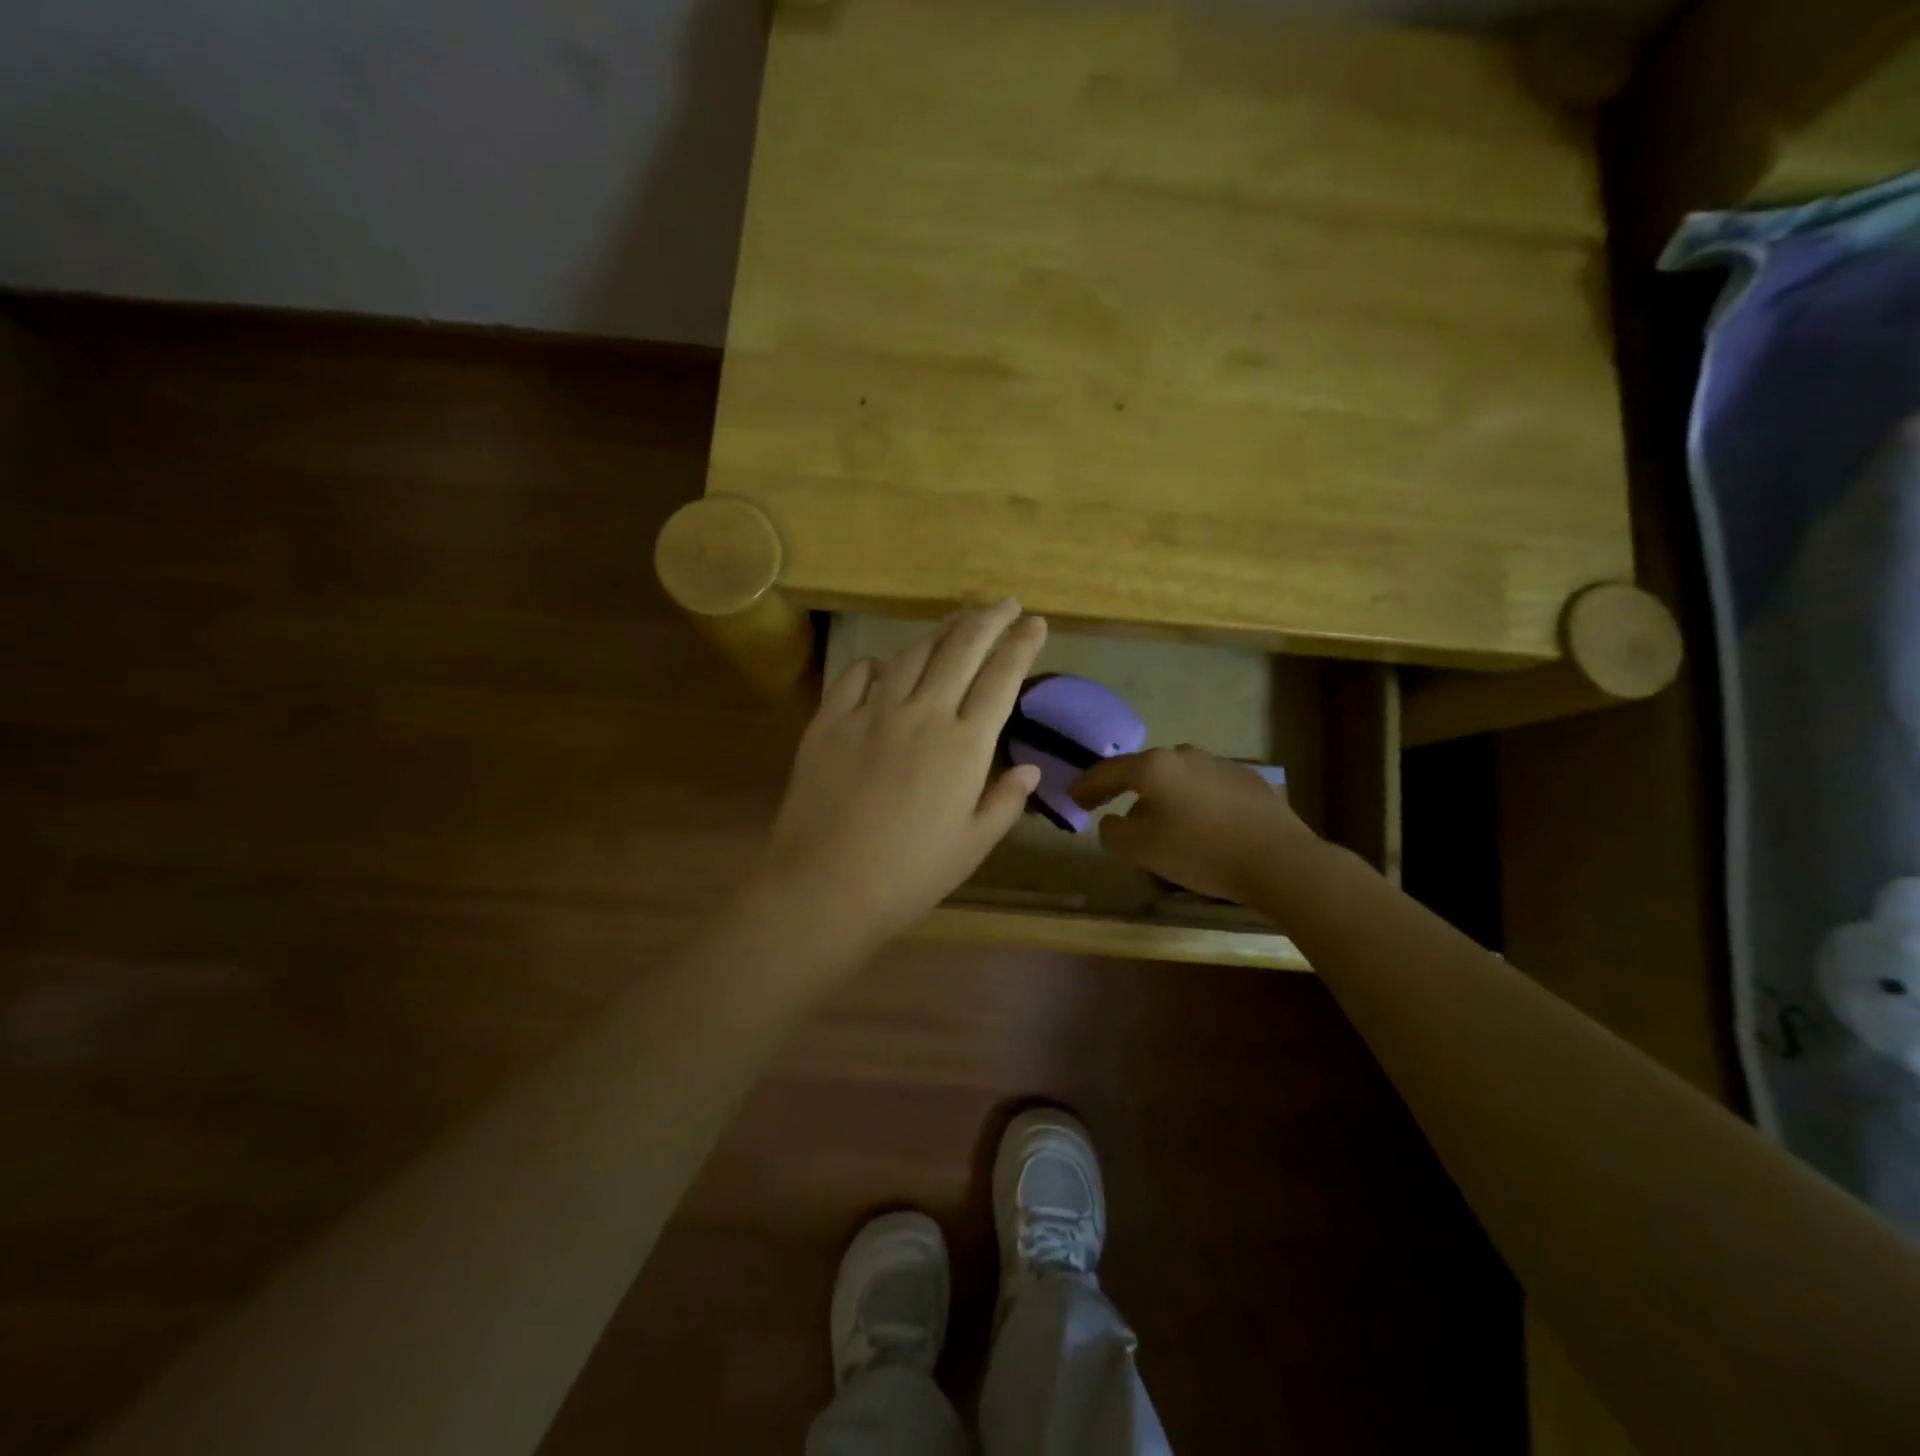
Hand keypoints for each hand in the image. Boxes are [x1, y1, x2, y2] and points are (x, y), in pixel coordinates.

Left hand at [758, 601, 1047, 948]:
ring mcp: (871, 713)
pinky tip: (885, 667)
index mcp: (964, 745)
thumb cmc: (909, 875)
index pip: (1001, 677)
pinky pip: (857, 675)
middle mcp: (922, 714)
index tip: (1036, 623)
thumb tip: (1028, 768)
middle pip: (960, 649)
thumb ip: (1005, 801)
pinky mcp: (829, 721)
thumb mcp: (972, 845)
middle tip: (1004, 602)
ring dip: (940, 632)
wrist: (825, 886)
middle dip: (988, 619)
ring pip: (911, 655)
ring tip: (957, 621)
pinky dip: (877, 664)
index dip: (1022, 645)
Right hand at [1070, 745, 1317, 902]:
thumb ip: (1113, 833)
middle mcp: (1184, 755)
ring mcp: (1219, 764)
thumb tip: (1112, 822)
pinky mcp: (1248, 780)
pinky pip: (1206, 787)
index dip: (1087, 785)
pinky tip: (1199, 824)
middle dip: (1125, 789)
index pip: (1108, 771)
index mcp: (1154, 767)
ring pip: (1177, 777)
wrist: (1279, 860)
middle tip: (1111, 809)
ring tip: (1158, 822)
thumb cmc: (1201, 852)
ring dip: (1161, 796)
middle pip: (1144, 770)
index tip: (1074, 797)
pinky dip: (1193, 801)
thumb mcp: (1142, 850)